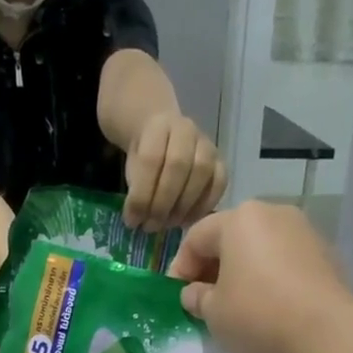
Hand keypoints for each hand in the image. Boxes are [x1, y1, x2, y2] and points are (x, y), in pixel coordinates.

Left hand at [123, 113, 228, 230]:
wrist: (165, 137)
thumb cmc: (146, 156)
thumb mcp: (131, 166)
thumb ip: (135, 188)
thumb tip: (138, 221)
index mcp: (158, 126)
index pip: (150, 160)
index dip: (141, 195)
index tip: (132, 220)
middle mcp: (186, 130)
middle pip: (178, 166)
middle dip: (162, 203)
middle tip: (151, 226)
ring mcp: (207, 144)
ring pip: (201, 173)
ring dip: (183, 206)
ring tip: (168, 224)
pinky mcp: (220, 162)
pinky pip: (219, 184)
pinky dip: (203, 206)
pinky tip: (187, 221)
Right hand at [167, 201, 352, 352]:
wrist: (327, 333)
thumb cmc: (258, 316)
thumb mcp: (214, 313)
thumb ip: (197, 298)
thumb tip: (194, 293)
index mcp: (239, 219)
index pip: (196, 237)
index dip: (180, 268)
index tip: (177, 297)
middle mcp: (273, 214)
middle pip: (232, 238)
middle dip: (214, 268)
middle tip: (205, 301)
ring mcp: (304, 232)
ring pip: (261, 249)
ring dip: (244, 273)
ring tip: (237, 306)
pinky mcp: (326, 255)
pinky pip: (286, 263)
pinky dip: (271, 280)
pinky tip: (269, 308)